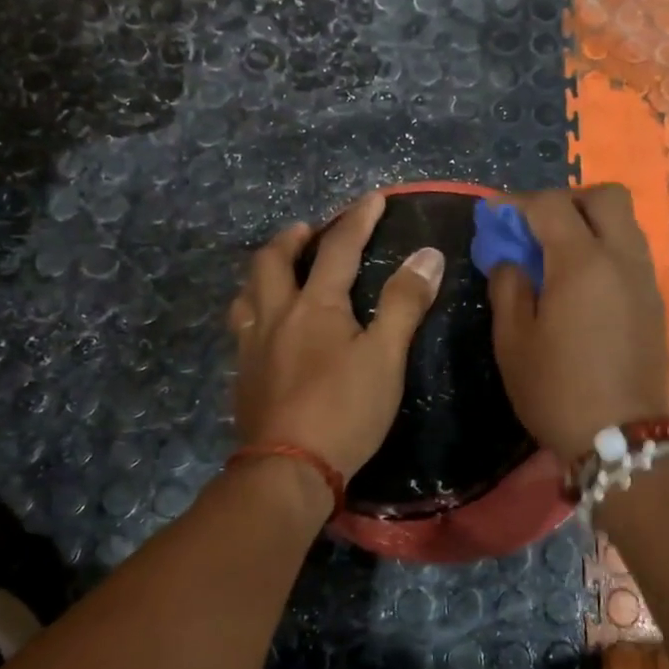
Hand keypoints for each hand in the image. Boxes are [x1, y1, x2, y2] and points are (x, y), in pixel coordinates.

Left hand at [229, 194, 445, 478]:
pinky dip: (254, 310)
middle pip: (271, 261)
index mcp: (314, 306)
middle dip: (292, 238)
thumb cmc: (344, 410)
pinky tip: (265, 327)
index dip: (357, 219)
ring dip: (264, 272)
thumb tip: (427, 254)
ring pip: (247, 293)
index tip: (373, 198)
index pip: (337, 249)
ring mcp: (251, 347)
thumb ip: (405, 303)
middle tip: (308, 231)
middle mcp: (275, 316)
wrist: (288, 470)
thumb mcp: (385, 357)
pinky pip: (241, 327)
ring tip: (279, 271)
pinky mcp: (242, 376)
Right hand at [489, 184, 668, 462]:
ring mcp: (645, 279)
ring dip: (590, 222)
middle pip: (605, 197)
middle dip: (567, 199)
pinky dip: (605, 248)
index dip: (517, 202)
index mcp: (582, 262)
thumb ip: (508, 287)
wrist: (622, 439)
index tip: (494, 214)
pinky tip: (581, 282)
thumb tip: (511, 260)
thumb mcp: (512, 341)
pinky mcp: (655, 301)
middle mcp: (622, 258)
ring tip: (557, 253)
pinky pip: (631, 252)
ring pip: (624, 223)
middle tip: (536, 226)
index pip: (551, 205)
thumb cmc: (556, 390)